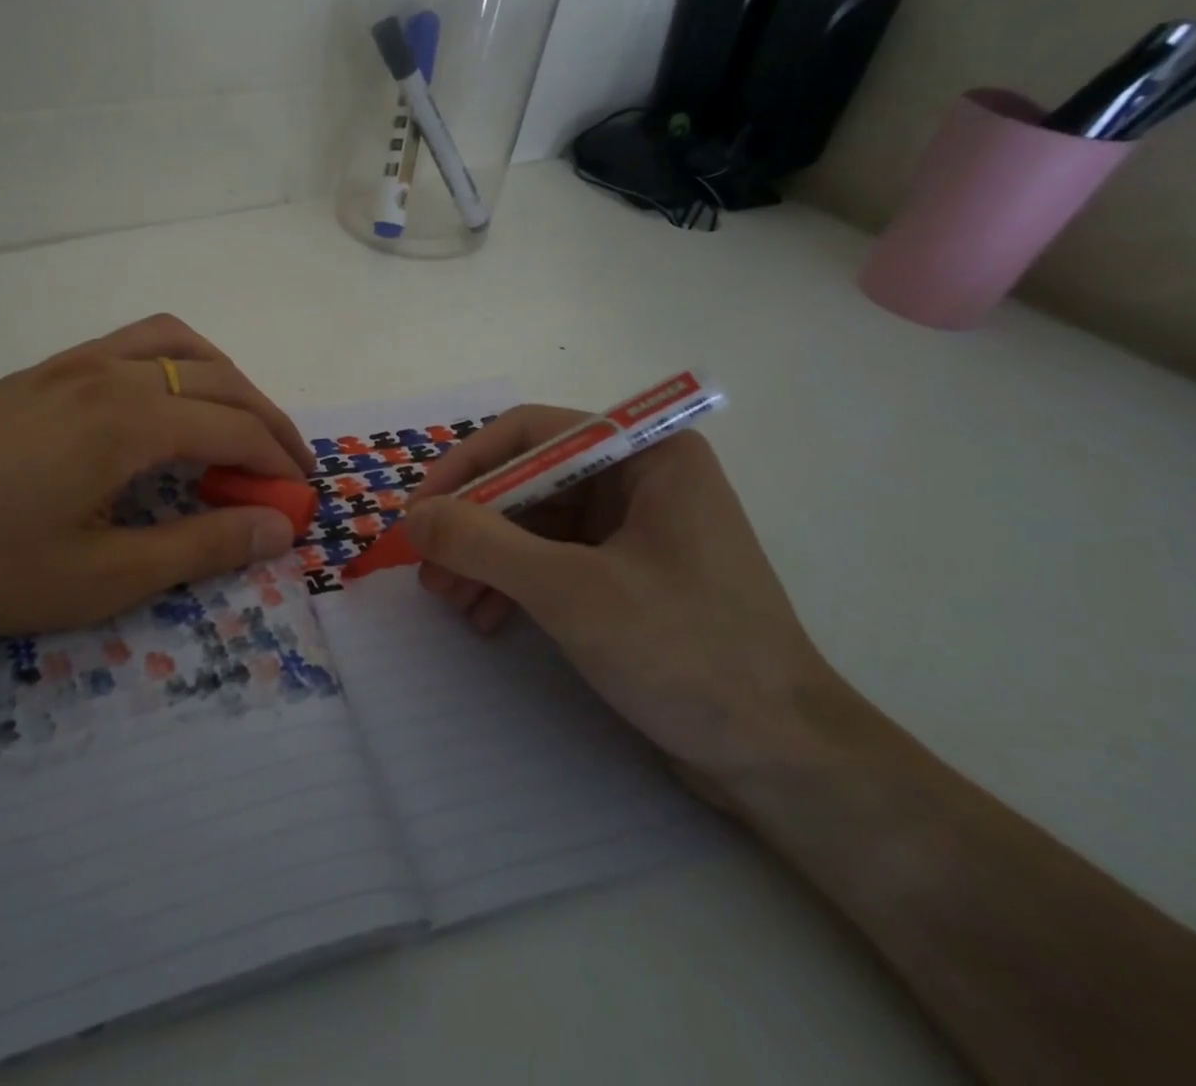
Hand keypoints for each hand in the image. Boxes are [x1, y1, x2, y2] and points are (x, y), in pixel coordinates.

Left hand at [0, 315, 313, 645]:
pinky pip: (131, 344)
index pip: (234, 427)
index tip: (304, 496)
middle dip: (266, 420)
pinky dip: (175, 364)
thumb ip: (200, 547)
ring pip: (176, 343)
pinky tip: (165, 406)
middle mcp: (108, 373)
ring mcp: (71, 365)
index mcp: (127, 420)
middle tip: (287, 468)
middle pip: (218, 379)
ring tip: (238, 425)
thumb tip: (278, 529)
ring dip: (224, 378)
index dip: (279, 461)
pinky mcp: (43, 372)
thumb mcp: (103, 577)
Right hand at [403, 409, 840, 798]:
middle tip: (428, 568)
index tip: (419, 513)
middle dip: (473, 524)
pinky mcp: (629, 573)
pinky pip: (552, 558)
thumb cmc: (686, 653)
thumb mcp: (570, 591)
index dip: (465, 467)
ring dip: (485, 557)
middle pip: (528, 479)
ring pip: (534, 522)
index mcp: (646, 454)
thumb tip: (413, 517)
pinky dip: (513, 582)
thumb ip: (483, 543)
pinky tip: (484, 616)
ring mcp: (636, 527)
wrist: (782, 761)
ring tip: (449, 600)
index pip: (530, 433)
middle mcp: (640, 477)